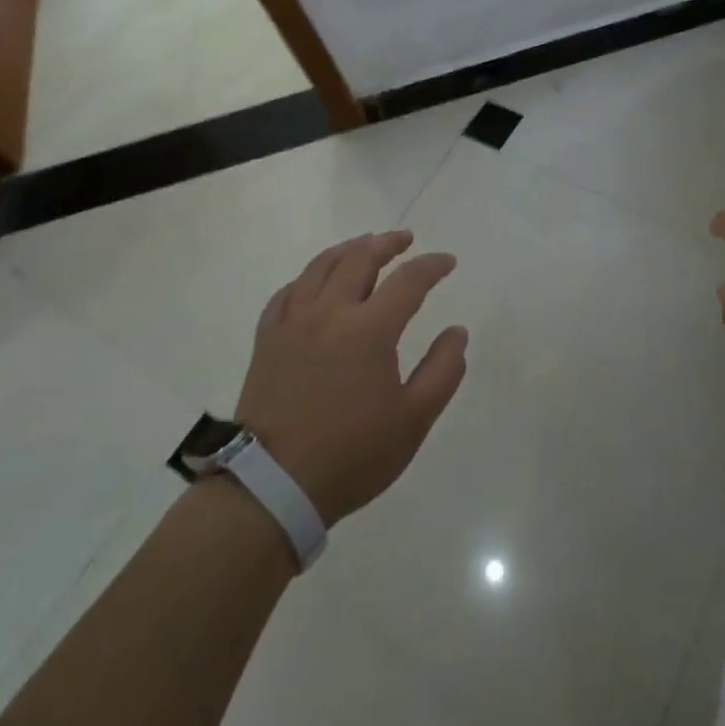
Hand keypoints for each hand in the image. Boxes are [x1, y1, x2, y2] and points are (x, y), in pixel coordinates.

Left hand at [234, 231, 466, 525]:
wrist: (272, 486)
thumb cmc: (351, 454)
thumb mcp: (413, 420)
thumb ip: (442, 371)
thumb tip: (457, 332)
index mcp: (370, 329)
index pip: (409, 280)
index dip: (432, 266)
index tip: (448, 262)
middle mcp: (330, 312)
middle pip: (361, 258)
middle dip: (388, 243)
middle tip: (406, 239)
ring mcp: (293, 322)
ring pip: (321, 266)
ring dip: (348, 249)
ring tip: (364, 244)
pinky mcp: (267, 339)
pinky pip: (288, 292)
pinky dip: (308, 277)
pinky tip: (315, 281)